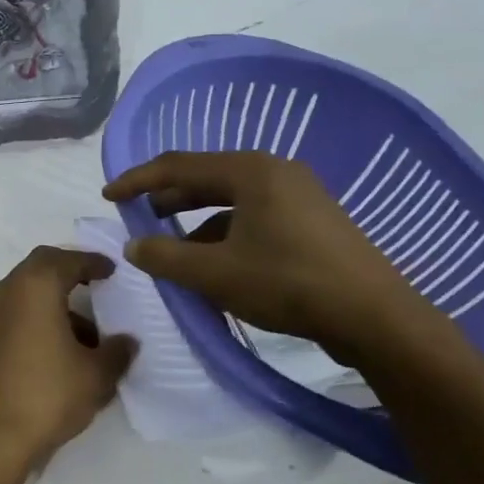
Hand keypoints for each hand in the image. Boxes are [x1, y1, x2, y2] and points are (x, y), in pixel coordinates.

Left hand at [0, 247, 136, 469]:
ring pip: (28, 292)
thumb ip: (117, 351)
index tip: (111, 269)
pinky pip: (18, 314)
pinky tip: (62, 350)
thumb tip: (127, 341)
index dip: (92, 262)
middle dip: (70, 271)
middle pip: (42, 267)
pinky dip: (40, 318)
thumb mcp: (96, 375)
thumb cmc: (48, 394)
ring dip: (56, 301)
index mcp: (36, 286)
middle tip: (96, 283)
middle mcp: (8, 291)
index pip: (67, 259)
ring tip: (89, 333)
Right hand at [101, 151, 450, 370]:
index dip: (138, 180)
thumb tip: (134, 244)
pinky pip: (255, 218)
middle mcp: (275, 172)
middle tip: (139, 218)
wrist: (375, 317)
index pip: (178, 166)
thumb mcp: (216, 274)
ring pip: (232, 202)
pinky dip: (227, 236)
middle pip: (206, 179)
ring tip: (176, 253)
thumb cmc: (288, 284)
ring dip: (198, 224)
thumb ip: (166, 256)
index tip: (108, 195)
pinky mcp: (313, 222)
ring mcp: (299, 195)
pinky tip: (219, 267)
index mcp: (251, 171)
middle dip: (168, 199)